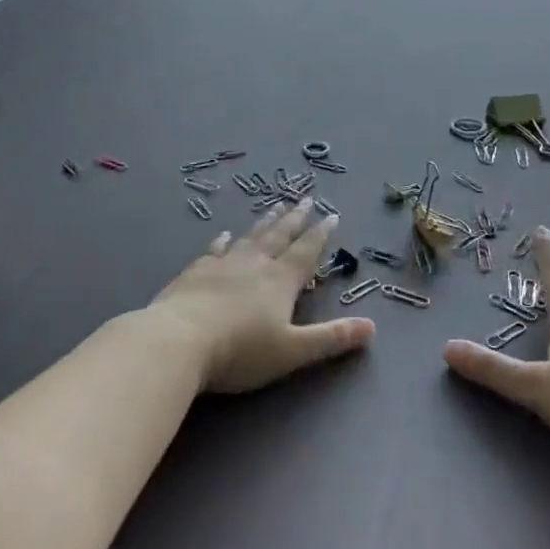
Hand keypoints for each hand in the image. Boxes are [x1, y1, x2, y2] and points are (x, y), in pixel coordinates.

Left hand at [152, 200, 375, 393]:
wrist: (178, 340)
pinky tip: (224, 235)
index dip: (321, 234)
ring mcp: (222, 265)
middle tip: (306, 198)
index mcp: (280, 281)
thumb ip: (331, 338)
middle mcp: (254, 264)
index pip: (306, 251)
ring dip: (265, 222)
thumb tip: (372, 326)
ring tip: (275, 206)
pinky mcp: (195, 272)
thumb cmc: (240, 350)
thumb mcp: (293, 350)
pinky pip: (214, 250)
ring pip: (250, 237)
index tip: (332, 214)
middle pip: (279, 236)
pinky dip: (222, 241)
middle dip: (296, 218)